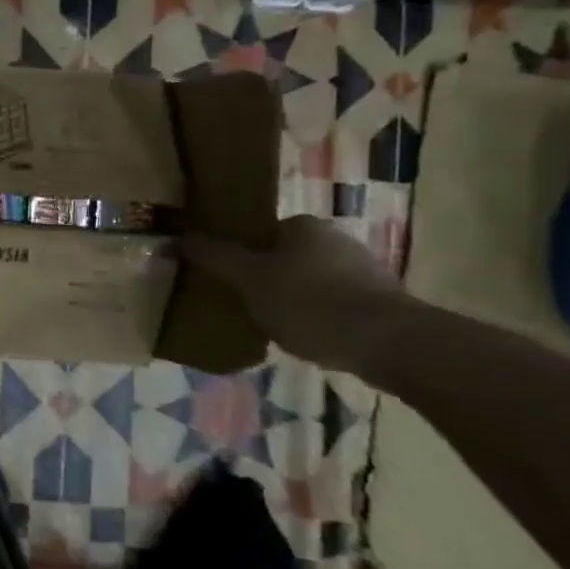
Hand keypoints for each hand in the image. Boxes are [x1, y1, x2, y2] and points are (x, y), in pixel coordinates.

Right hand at [181, 215, 407, 373]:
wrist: (391, 343)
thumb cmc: (310, 303)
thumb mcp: (249, 280)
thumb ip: (215, 258)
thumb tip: (178, 237)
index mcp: (302, 225)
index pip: (258, 234)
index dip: (239, 257)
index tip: (228, 283)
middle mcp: (334, 237)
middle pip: (283, 257)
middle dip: (265, 280)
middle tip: (246, 307)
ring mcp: (362, 268)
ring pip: (309, 281)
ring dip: (292, 300)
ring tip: (275, 328)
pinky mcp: (380, 300)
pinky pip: (334, 303)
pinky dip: (318, 317)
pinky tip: (310, 338)